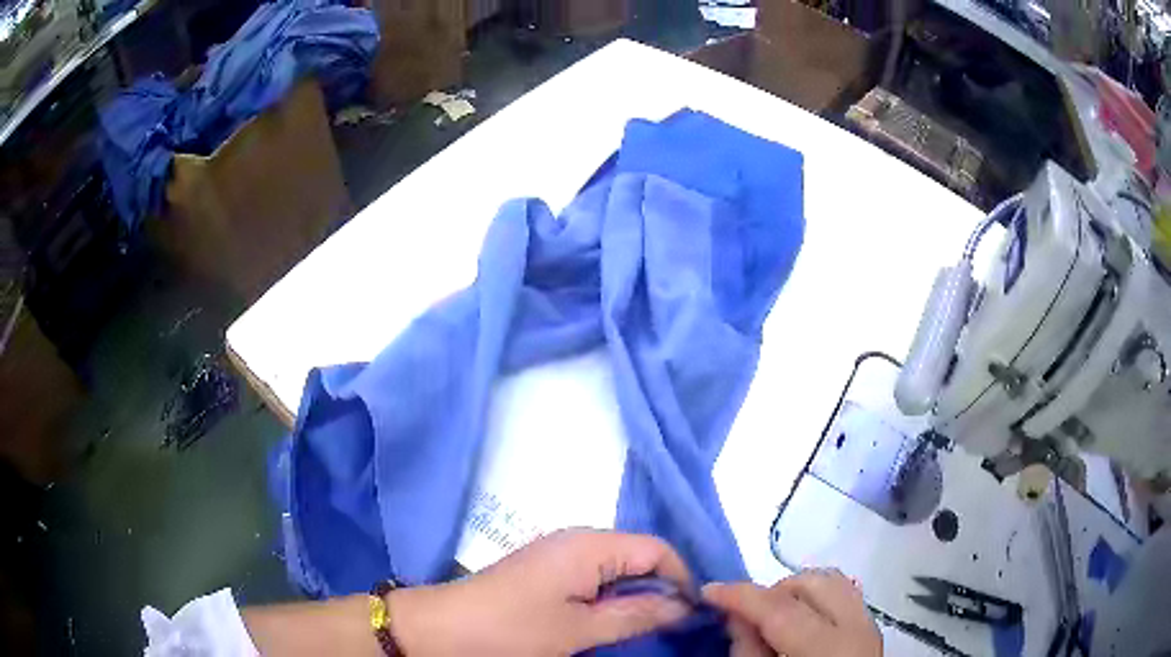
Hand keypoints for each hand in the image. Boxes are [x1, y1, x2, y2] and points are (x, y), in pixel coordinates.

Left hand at [388, 529, 692, 655]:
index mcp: (589, 545)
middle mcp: (576, 539)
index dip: (681, 578)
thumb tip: (683, 605)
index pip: (657, 548)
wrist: (442, 629)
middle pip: (637, 554)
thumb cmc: (513, 630)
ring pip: (615, 566)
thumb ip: (636, 614)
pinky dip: (609, 594)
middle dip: (659, 586)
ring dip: (633, 593)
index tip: (691, 612)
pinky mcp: (543, 569)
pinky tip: (608, 618)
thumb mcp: (579, 629)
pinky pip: (592, 574)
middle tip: (671, 623)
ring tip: (643, 625)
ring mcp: (557, 553)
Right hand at [702, 569, 881, 656]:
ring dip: (796, 591)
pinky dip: (815, 598)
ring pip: (831, 581)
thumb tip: (736, 618)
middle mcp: (856, 627)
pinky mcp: (870, 627)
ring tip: (772, 616)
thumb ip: (749, 652)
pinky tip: (798, 622)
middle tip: (745, 614)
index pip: (780, 608)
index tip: (708, 591)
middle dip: (773, 591)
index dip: (741, 595)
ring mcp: (868, 624)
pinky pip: (842, 594)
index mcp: (828, 648)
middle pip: (813, 583)